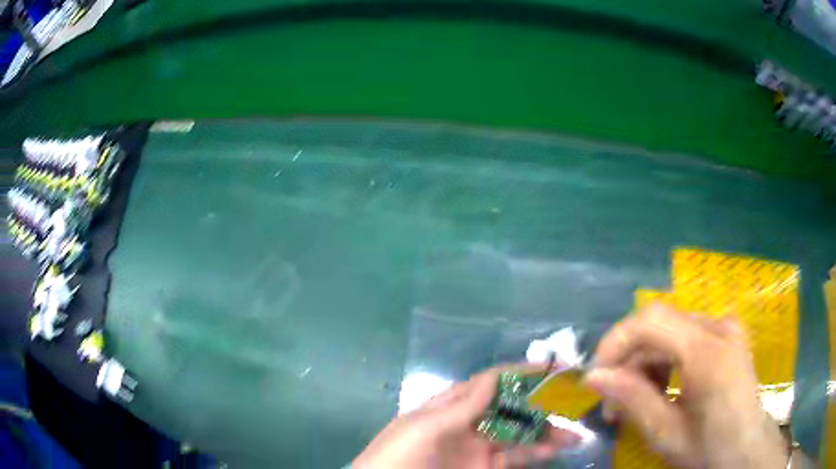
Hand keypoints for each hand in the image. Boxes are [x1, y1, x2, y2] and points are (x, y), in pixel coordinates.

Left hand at [353, 365, 579, 468]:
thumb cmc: (398, 458)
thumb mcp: (424, 428)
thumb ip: (462, 406)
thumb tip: (494, 377)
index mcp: (449, 407)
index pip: (490, 383)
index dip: (520, 373)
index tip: (552, 368)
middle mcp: (467, 424)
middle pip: (510, 409)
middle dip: (540, 405)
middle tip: (573, 403)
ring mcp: (476, 449)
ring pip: (517, 434)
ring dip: (545, 432)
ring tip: (574, 433)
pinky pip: (514, 457)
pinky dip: (535, 453)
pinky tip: (555, 450)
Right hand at [585, 304, 788, 468]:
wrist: (747, 449)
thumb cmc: (710, 448)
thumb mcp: (667, 434)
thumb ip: (632, 400)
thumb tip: (593, 376)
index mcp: (708, 351)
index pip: (652, 320)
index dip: (616, 340)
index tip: (596, 375)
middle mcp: (719, 326)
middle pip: (660, 324)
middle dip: (629, 360)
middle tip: (612, 401)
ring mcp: (726, 328)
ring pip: (671, 330)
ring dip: (645, 362)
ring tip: (635, 399)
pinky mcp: (727, 336)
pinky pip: (686, 337)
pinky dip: (665, 360)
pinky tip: (662, 388)